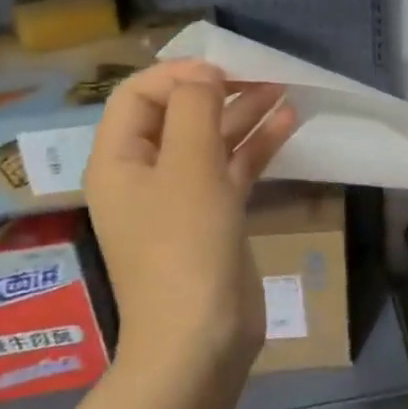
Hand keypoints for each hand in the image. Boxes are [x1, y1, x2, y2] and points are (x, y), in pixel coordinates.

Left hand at [84, 60, 298, 370]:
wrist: (201, 338)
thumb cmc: (185, 246)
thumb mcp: (188, 167)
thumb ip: (195, 110)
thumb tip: (204, 74)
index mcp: (119, 160)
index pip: (139, 96)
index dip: (179, 75)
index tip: (225, 71)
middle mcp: (145, 175)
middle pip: (178, 116)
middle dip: (220, 91)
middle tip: (263, 75)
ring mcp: (181, 200)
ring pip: (211, 142)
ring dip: (244, 115)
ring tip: (285, 90)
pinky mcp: (214, 219)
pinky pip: (232, 171)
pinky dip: (256, 148)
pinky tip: (288, 124)